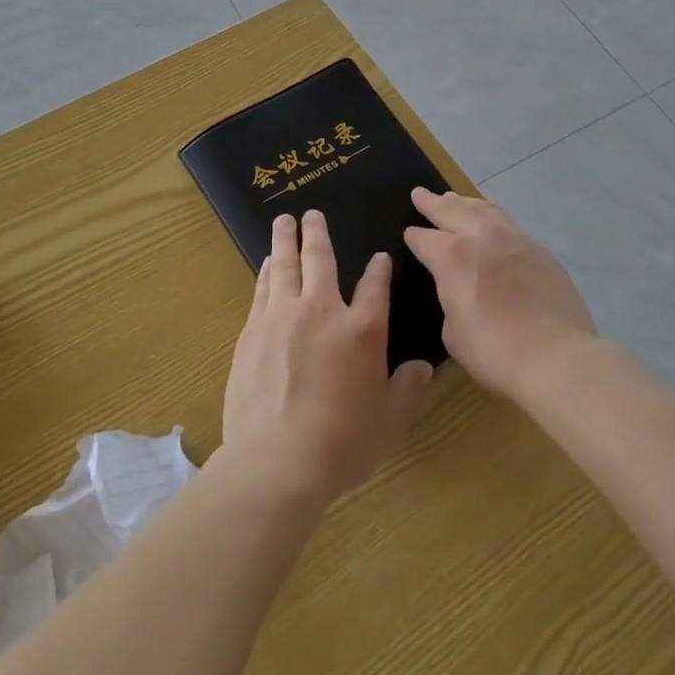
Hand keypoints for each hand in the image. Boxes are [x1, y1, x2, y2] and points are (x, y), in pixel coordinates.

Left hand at [221, 210, 434, 501]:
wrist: (278, 460)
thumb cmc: (343, 443)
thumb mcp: (390, 421)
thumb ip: (407, 389)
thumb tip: (422, 367)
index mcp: (363, 329)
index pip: (375, 286)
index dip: (378, 269)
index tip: (379, 257)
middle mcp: (322, 311)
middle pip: (320, 259)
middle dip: (318, 233)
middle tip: (311, 213)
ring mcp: (282, 317)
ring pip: (284, 265)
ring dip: (285, 240)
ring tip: (284, 222)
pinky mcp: (252, 331)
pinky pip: (262, 289)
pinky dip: (266, 271)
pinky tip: (265, 264)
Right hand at [404, 189, 598, 401]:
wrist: (556, 356)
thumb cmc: (494, 350)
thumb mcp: (452, 332)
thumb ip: (450, 300)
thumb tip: (458, 290)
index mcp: (452, 257)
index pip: (424, 239)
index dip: (414, 237)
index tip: (409, 234)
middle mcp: (481, 237)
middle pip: (452, 210)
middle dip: (433, 202)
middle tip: (420, 193)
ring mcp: (514, 239)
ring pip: (483, 209)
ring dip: (464, 202)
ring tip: (455, 198)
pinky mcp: (539, 250)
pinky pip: (508, 223)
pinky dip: (492, 217)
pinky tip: (492, 222)